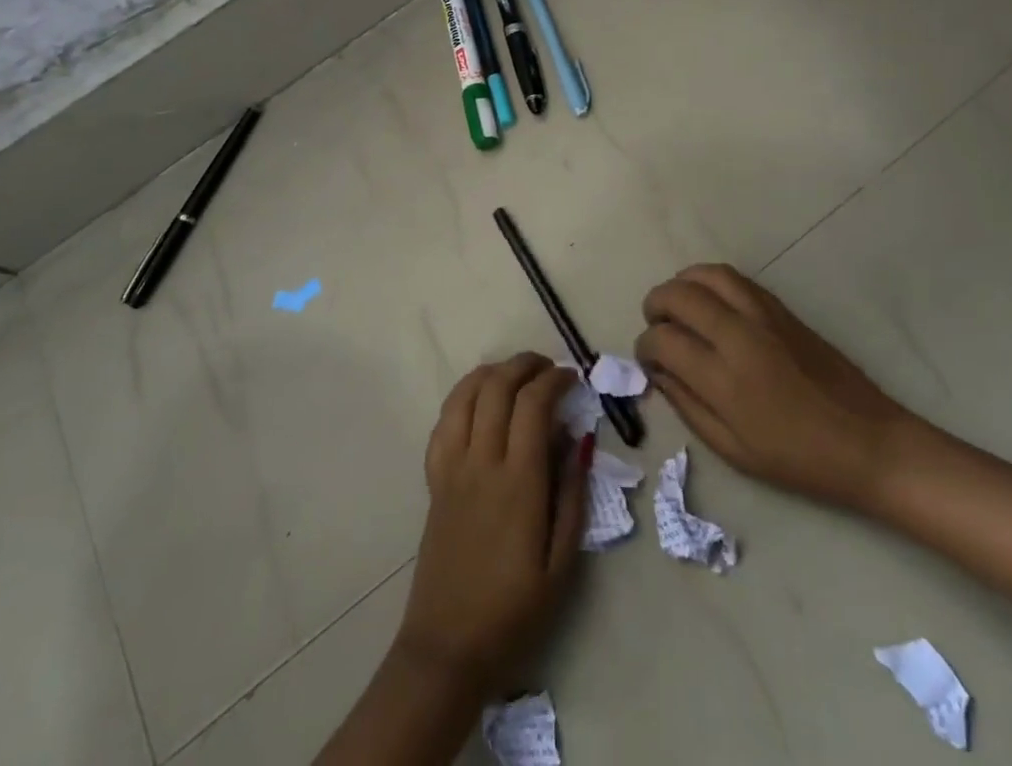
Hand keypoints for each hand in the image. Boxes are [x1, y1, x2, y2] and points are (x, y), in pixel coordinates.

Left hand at [394, 354, 589, 698]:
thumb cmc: (514, 611)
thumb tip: (578, 439)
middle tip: (548, 368)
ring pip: (465, 394)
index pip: (533, 404)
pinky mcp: (434, 479)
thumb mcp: (562, 564)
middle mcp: (481, 462)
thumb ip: (572, 494)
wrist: (448, 647)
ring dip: (492, 372)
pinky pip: (444, 421)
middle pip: (497, 387)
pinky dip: (463, 397)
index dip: (554, 379)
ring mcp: (451, 467)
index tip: (573, 377)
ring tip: (516, 375)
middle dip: (525, 365)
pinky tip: (480, 402)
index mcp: (518, 482)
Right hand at [636, 265, 916, 513]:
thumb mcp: (733, 450)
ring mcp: (762, 315)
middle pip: (678, 295)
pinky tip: (709, 302)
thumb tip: (658, 372)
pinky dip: (710, 281)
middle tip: (655, 324)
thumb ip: (688, 406)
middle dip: (655, 304)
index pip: (663, 340)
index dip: (644, 346)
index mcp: (724, 379)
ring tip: (677, 305)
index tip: (647, 359)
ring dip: (681, 284)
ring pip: (707, 275)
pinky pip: (734, 278)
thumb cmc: (798, 459)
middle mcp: (738, 336)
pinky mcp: (781, 307)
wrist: (868, 442)